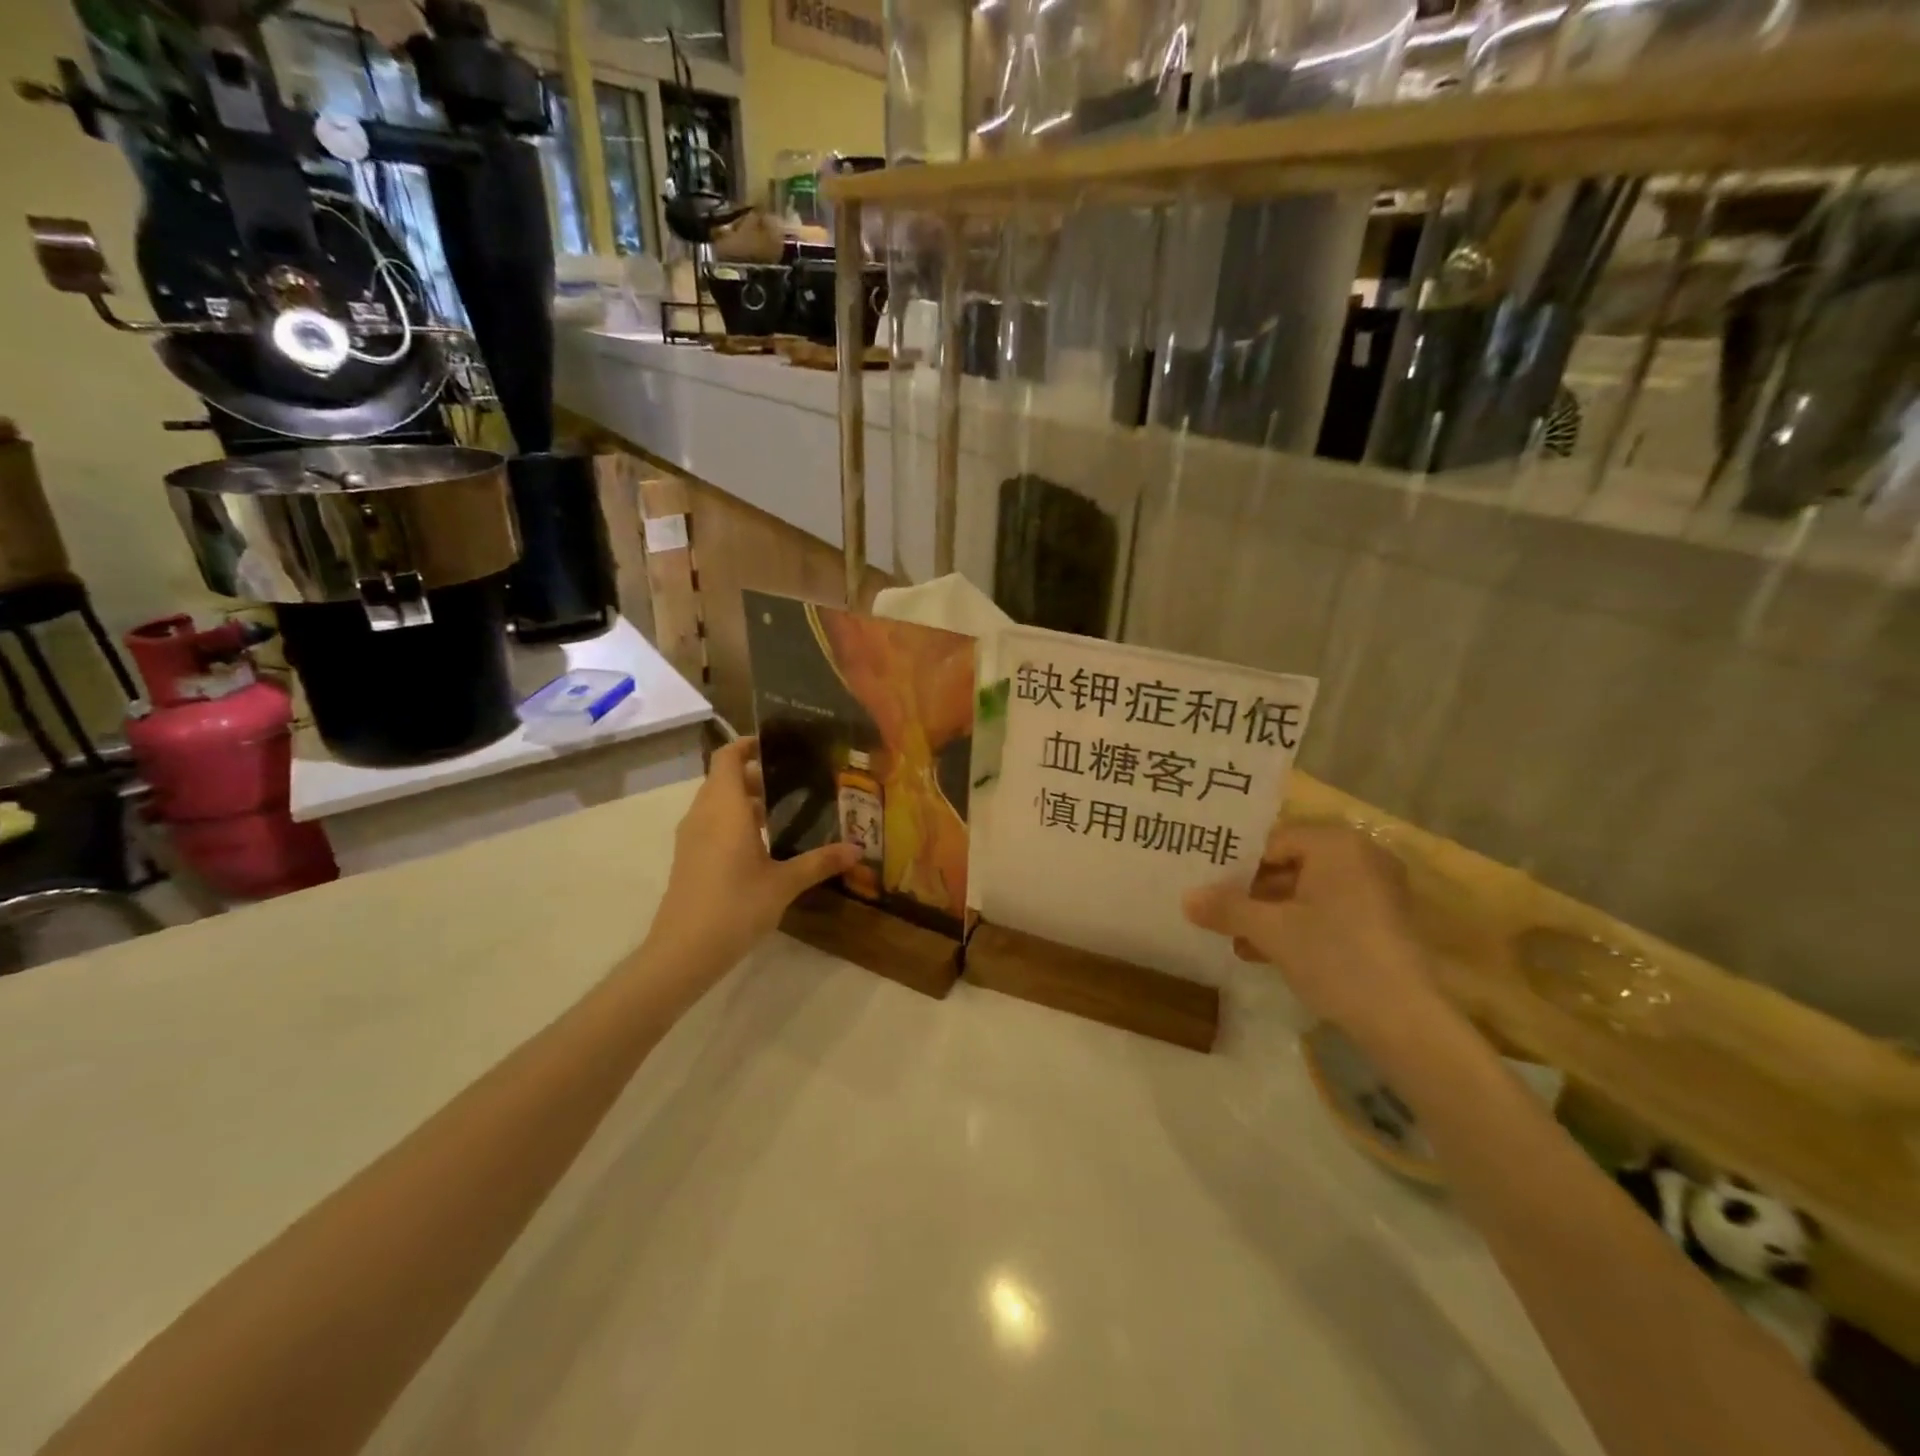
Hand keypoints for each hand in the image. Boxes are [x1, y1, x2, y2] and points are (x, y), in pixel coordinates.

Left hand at [646, 737, 856, 972]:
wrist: (683, 952)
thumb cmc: (735, 906)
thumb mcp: (784, 884)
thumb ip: (820, 862)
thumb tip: (858, 850)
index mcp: (725, 808)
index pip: (728, 757)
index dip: (748, 744)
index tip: (778, 745)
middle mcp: (704, 814)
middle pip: (725, 778)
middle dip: (757, 775)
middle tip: (796, 781)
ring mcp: (691, 837)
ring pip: (717, 802)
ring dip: (746, 801)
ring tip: (785, 812)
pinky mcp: (688, 858)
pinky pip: (711, 824)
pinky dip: (734, 821)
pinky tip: (763, 845)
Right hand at [1183, 820, 1450, 1056]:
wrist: (1405, 1021)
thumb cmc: (1335, 957)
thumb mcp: (1271, 930)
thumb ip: (1226, 908)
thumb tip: (1186, 898)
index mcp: (1336, 844)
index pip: (1271, 842)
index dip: (1235, 865)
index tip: (1208, 887)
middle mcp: (1360, 857)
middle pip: (1289, 865)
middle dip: (1251, 893)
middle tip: (1217, 912)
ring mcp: (1376, 890)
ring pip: (1306, 891)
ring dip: (1269, 914)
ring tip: (1235, 939)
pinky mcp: (1382, 922)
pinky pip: (1328, 910)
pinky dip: (1298, 926)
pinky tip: (1265, 953)